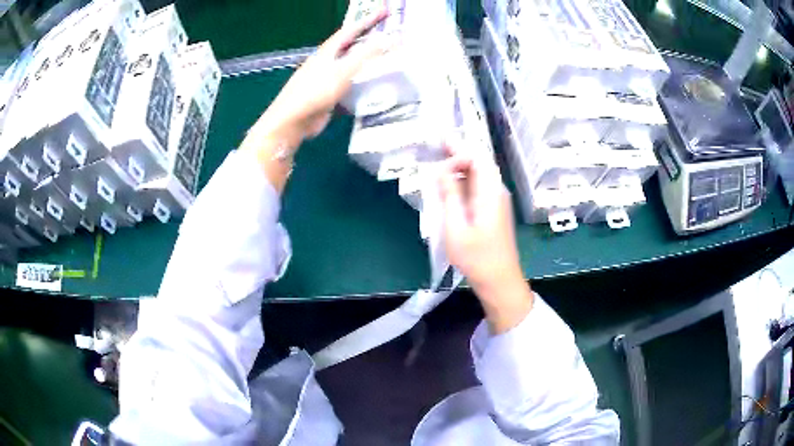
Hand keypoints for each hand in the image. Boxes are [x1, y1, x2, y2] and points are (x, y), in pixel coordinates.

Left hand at [257, 9, 390, 139]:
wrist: (293, 122)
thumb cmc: (315, 92)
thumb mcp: (343, 70)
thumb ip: (366, 54)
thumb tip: (389, 38)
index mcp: (327, 52)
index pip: (350, 30)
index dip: (368, 20)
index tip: (384, 12)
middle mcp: (326, 63)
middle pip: (350, 47)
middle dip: (368, 40)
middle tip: (387, 35)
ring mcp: (325, 80)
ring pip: (350, 67)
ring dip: (366, 63)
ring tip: (385, 61)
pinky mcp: (327, 97)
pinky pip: (349, 86)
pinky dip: (361, 85)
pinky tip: (373, 89)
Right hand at [438, 143, 533, 333]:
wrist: (499, 280)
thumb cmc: (477, 257)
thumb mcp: (456, 227)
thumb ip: (449, 195)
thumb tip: (440, 170)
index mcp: (490, 192)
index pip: (477, 158)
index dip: (458, 152)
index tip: (438, 159)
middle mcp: (497, 191)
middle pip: (480, 162)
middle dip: (459, 151)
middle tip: (437, 141)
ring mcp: (496, 201)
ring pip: (479, 174)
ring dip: (460, 165)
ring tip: (439, 159)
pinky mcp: (493, 211)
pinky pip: (478, 187)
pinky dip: (463, 181)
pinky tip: (450, 185)